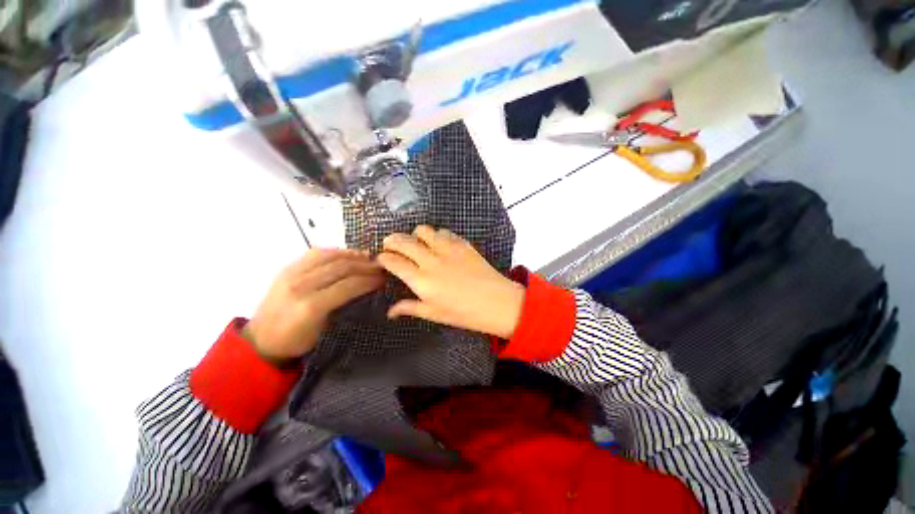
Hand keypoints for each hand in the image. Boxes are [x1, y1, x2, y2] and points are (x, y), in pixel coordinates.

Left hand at [246, 249, 384, 360]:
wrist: (260, 340)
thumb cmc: (296, 341)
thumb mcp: (324, 328)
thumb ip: (342, 304)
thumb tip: (363, 286)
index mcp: (311, 306)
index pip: (348, 285)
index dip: (369, 280)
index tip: (383, 279)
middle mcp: (301, 285)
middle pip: (341, 267)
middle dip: (365, 265)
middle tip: (381, 266)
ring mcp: (291, 274)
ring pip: (329, 255)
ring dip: (353, 255)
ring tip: (368, 257)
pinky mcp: (287, 268)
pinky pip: (316, 253)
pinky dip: (336, 251)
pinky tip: (347, 254)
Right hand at [377, 226, 525, 338]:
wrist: (497, 302)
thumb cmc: (464, 313)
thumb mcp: (434, 314)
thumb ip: (410, 308)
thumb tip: (390, 312)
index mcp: (421, 280)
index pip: (393, 262)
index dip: (383, 258)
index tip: (382, 258)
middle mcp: (431, 260)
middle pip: (403, 241)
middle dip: (391, 240)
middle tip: (391, 245)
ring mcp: (447, 249)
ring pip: (423, 230)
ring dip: (415, 235)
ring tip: (416, 243)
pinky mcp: (462, 243)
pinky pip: (443, 232)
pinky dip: (436, 235)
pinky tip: (439, 244)